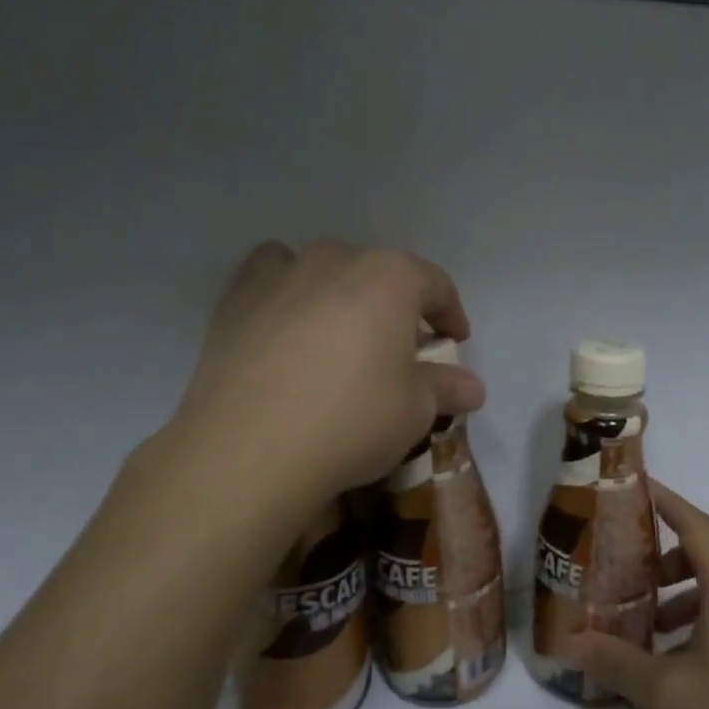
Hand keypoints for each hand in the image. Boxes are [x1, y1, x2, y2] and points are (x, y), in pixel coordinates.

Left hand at [166, 240, 486, 505]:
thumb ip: (445, 388)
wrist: (250, 448)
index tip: (455, 342)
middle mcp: (337, 260)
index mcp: (390, 277)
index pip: (435, 285)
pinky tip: (287, 329)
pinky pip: (272, 279)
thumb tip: (472, 388)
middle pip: (378, 274)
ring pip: (323, 270)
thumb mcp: (415, 410)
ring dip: (340, 293)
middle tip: (398, 348)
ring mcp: (281, 273)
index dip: (451, 314)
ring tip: (339, 334)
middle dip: (395, 306)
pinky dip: (287, 293)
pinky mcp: (236, 298)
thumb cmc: (352, 420)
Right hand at [567, 481, 708, 708]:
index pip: (696, 525)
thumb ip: (617, 663)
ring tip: (657, 628)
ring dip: (694, 587)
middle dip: (677, 551)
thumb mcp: (666, 696)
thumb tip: (570, 643)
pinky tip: (689, 660)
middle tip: (643, 576)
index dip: (667, 501)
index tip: (637, 488)